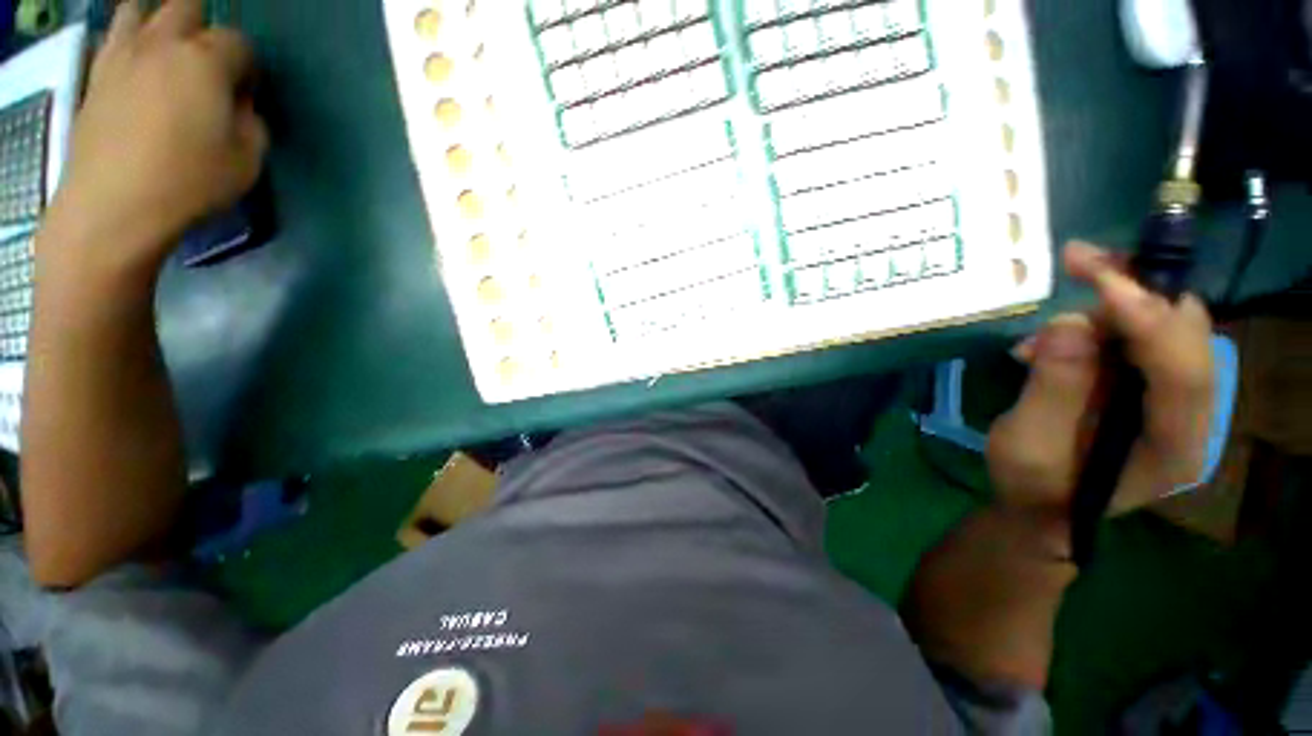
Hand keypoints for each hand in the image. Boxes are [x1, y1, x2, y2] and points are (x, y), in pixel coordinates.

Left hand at [43, 0, 266, 276]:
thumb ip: (252, 124)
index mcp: (206, 61)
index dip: (248, 67)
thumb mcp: (247, 161)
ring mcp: (122, 55)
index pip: (239, 43)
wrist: (113, 206)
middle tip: (208, 64)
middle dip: (204, 29)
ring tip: (165, 51)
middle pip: (186, 7)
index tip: (246, 95)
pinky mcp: (95, 76)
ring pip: (140, 10)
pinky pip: (112, 38)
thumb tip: (240, 108)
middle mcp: (162, 44)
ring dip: (158, 22)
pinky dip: (128, 42)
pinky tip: (136, 65)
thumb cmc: (189, 183)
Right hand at [987, 242, 1214, 524]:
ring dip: (1106, 309)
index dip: (1149, 320)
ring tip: (1043, 330)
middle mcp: (1189, 414)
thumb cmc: (1034, 485)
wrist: (1042, 506)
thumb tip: (1068, 324)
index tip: (1101, 282)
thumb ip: (1053, 390)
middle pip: (1184, 334)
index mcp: (1173, 446)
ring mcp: (1170, 396)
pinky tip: (1051, 342)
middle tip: (1080, 260)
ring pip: (1160, 327)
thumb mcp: (1029, 445)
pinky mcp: (1146, 384)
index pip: (1183, 370)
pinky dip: (1096, 324)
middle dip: (1137, 290)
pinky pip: (1133, 336)